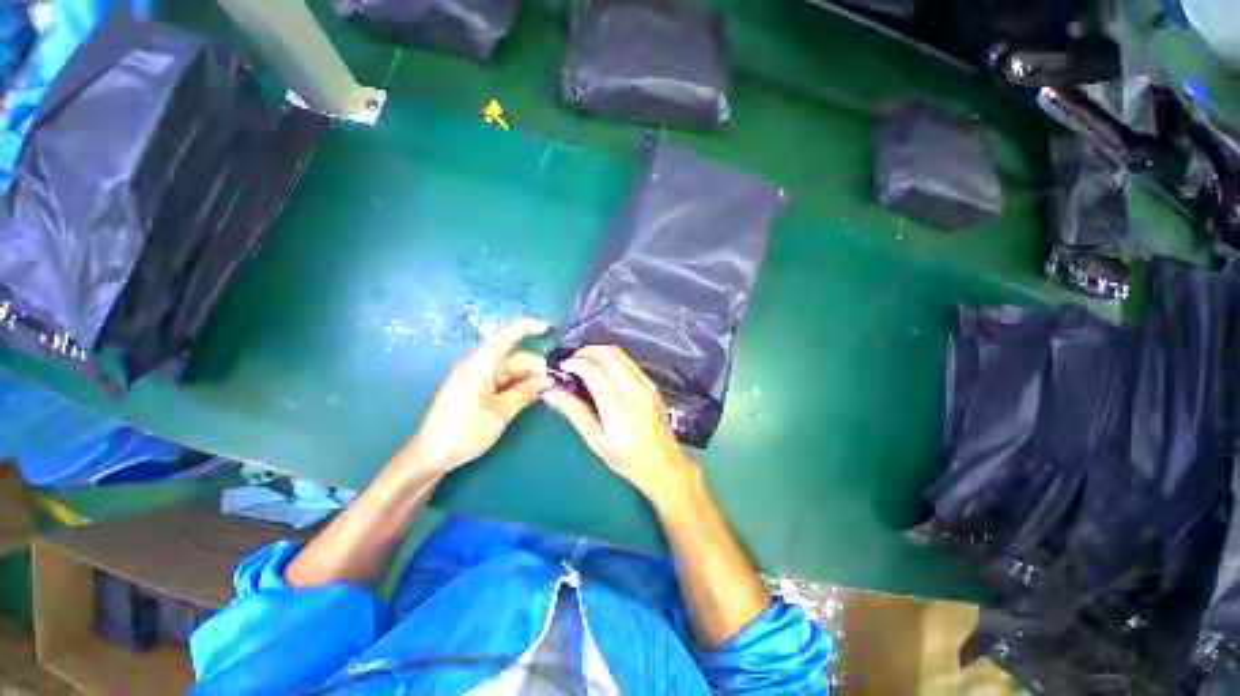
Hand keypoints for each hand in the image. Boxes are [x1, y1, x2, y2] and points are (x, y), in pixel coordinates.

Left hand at [402, 318, 551, 475]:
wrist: (431, 456)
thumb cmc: (464, 431)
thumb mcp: (500, 412)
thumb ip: (526, 392)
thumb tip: (548, 380)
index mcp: (479, 364)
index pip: (506, 336)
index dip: (527, 328)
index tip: (549, 328)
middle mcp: (477, 366)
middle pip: (512, 357)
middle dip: (535, 365)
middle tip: (556, 380)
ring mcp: (476, 378)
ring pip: (509, 370)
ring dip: (529, 377)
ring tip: (549, 388)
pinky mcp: (475, 389)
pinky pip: (502, 380)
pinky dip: (518, 384)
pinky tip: (533, 393)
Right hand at [542, 345, 694, 502]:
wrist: (665, 466)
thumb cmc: (628, 460)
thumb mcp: (596, 441)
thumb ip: (575, 413)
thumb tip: (550, 393)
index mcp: (619, 405)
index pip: (593, 369)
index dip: (574, 363)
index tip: (561, 368)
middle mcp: (635, 388)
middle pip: (608, 353)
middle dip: (586, 351)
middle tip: (571, 362)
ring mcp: (647, 384)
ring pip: (620, 354)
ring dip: (599, 353)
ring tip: (583, 365)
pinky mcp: (652, 385)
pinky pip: (629, 363)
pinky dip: (612, 360)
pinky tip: (602, 373)